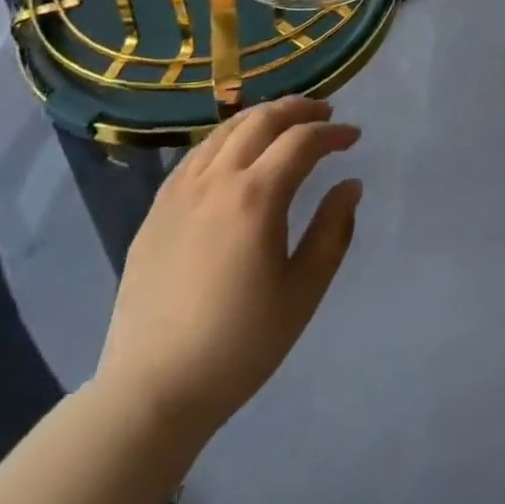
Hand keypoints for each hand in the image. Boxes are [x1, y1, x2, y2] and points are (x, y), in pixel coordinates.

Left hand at [93, 97, 361, 441]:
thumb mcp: (303, 290)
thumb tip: (350, 185)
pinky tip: (234, 154)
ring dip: (261, 118)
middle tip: (324, 114)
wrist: (151, 393)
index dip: (333, 133)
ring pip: (225, 131)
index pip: (302, 140)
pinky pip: (196, 155)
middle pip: (261, 120)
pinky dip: (225, 140)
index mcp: (256, 196)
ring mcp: (180, 193)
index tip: (353, 137)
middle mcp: (216, 180)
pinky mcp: (156, 211)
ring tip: (283, 124)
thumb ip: (332, 230)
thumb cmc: (239, 345)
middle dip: (298, 109)